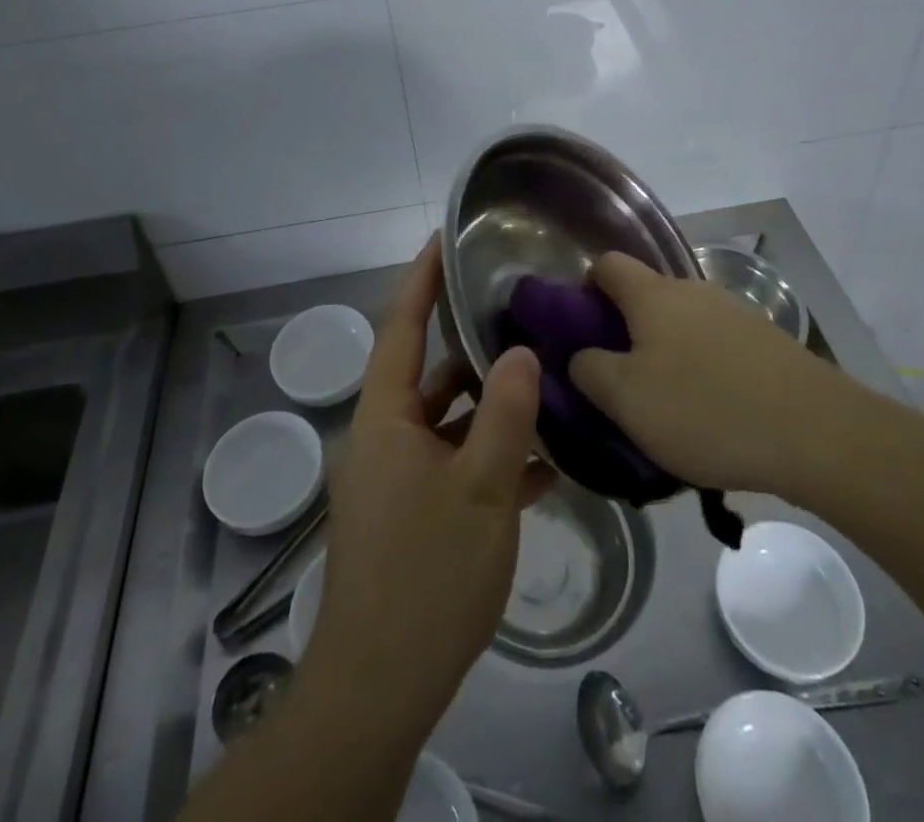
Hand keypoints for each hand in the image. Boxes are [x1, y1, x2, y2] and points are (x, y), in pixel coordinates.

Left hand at [307, 238, 549, 728]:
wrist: (381, 684)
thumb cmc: (427, 573)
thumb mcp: (481, 489)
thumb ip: (504, 415)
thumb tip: (519, 351)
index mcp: (384, 418)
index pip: (400, 327)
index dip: (421, 280)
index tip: (445, 239)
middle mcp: (383, 437)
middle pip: (428, 374)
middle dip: (471, 347)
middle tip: (518, 315)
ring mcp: (396, 478)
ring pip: (446, 423)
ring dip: (489, 408)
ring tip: (543, 381)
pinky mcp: (411, 514)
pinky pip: (453, 466)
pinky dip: (489, 457)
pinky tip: (542, 463)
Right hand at [569, 251, 854, 494]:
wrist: (817, 432)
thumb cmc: (706, 409)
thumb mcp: (627, 400)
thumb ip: (589, 370)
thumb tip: (580, 354)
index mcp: (653, 295)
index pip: (607, 265)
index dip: (585, 288)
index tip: (582, 329)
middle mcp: (693, 290)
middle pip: (646, 294)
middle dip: (625, 327)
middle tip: (620, 377)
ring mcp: (734, 312)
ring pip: (682, 320)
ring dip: (665, 349)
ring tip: (667, 401)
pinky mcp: (765, 339)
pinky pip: (716, 342)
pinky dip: (702, 364)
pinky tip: (712, 408)